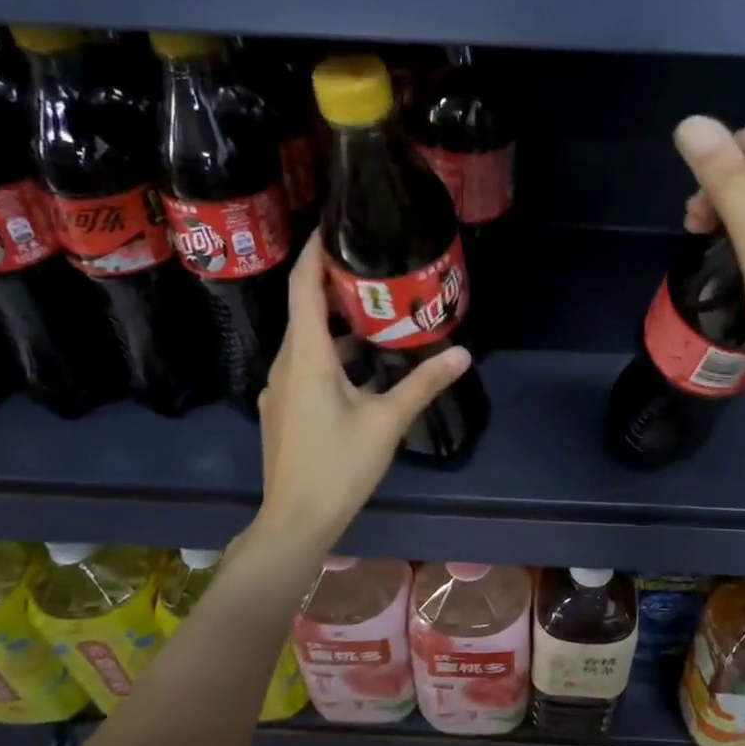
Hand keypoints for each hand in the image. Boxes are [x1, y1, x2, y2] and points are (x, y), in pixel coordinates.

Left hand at [255, 235, 470, 552]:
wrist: (295, 521)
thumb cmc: (339, 467)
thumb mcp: (387, 422)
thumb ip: (423, 383)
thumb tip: (463, 353)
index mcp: (307, 357)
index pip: (304, 287)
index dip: (316, 251)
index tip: (336, 225)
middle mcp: (286, 363)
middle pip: (305, 309)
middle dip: (335, 284)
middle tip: (375, 265)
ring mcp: (281, 387)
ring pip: (307, 340)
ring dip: (338, 323)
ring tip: (378, 310)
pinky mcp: (285, 407)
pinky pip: (307, 364)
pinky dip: (333, 353)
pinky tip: (365, 365)